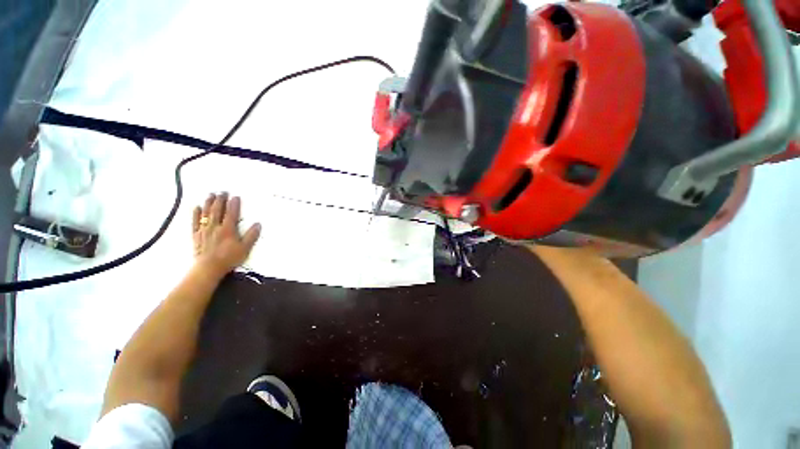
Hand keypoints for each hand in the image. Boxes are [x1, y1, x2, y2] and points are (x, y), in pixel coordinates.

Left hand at [192, 193, 260, 277]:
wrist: (208, 268)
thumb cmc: (229, 258)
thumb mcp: (245, 248)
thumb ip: (251, 236)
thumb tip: (258, 224)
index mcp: (228, 229)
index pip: (231, 213)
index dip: (234, 204)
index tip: (236, 196)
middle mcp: (215, 227)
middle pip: (217, 210)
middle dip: (220, 200)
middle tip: (223, 191)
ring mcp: (204, 230)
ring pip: (206, 213)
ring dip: (208, 203)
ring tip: (211, 195)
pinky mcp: (196, 235)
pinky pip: (195, 222)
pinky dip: (195, 213)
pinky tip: (196, 207)